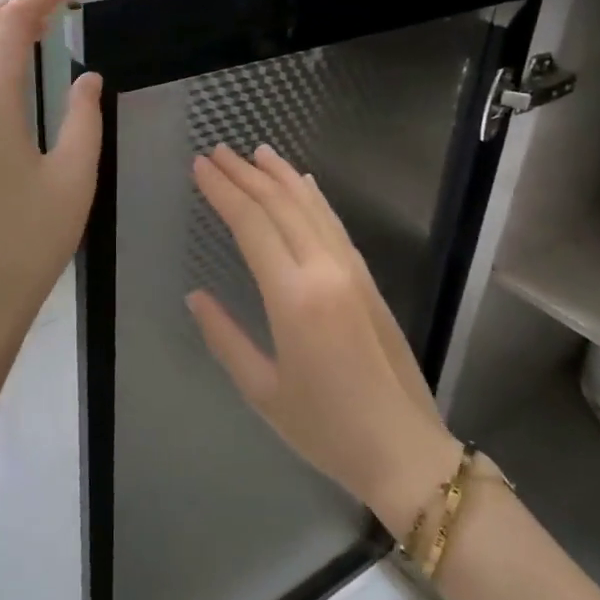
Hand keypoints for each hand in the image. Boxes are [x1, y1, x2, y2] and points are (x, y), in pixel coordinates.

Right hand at [187, 145, 460, 535]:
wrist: (403, 448)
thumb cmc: (325, 429)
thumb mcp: (262, 391)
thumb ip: (224, 337)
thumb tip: (195, 297)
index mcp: (294, 297)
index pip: (252, 225)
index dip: (223, 191)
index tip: (200, 166)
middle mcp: (325, 270)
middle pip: (281, 206)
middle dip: (246, 174)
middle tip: (218, 151)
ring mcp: (352, 271)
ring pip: (312, 207)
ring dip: (281, 176)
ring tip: (256, 152)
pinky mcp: (368, 279)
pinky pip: (334, 225)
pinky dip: (315, 198)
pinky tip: (303, 184)